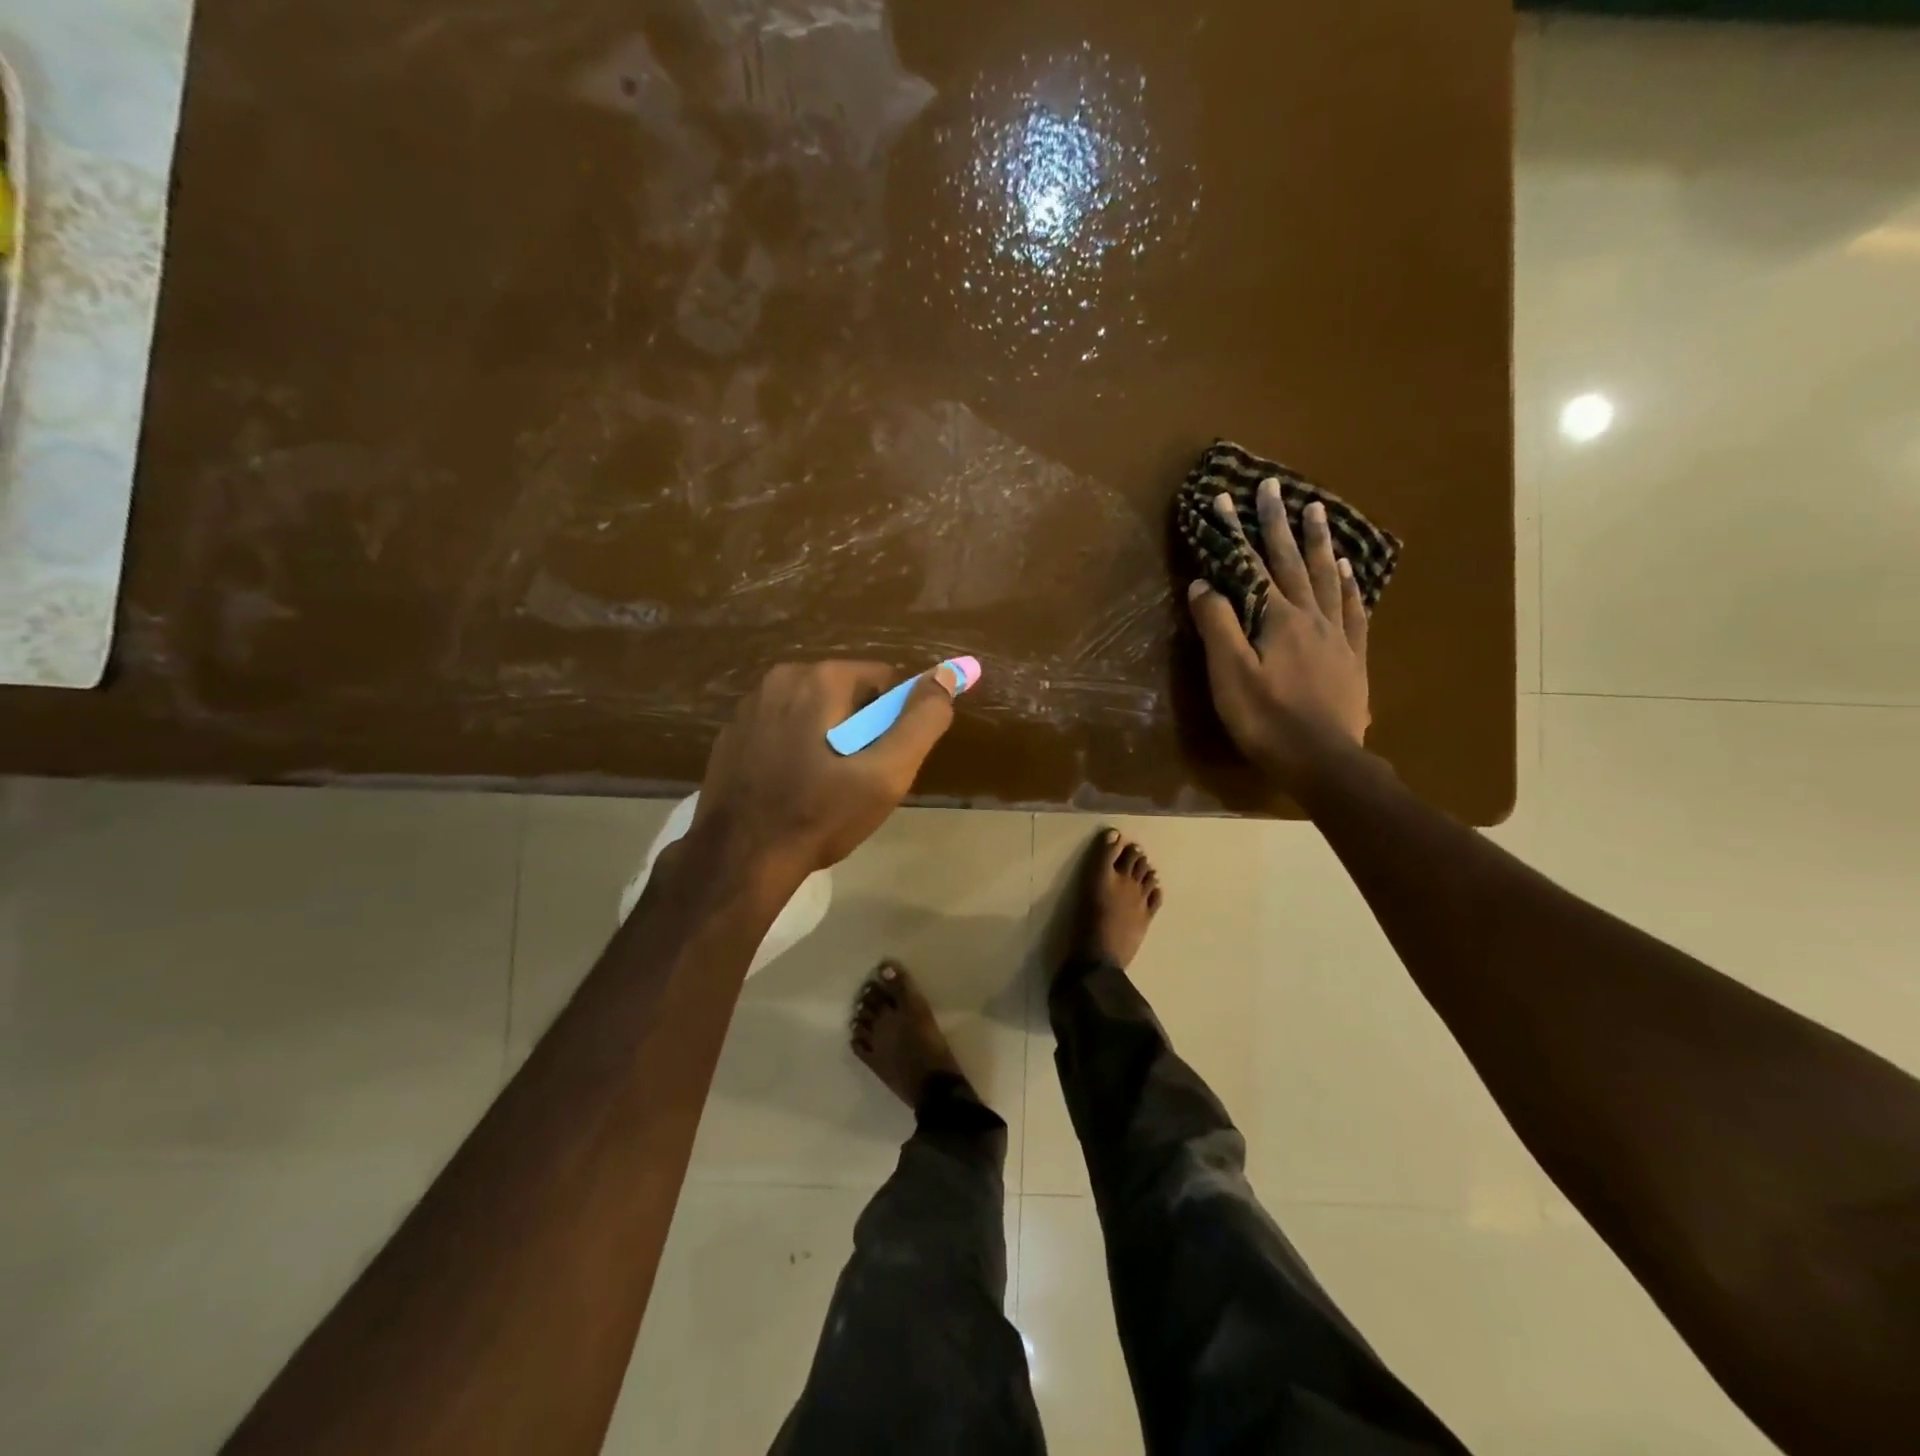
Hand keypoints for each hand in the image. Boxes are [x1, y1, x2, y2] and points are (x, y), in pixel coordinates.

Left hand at [688, 660, 960, 883]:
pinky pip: (782, 729)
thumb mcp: (886, 774)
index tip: (880, 763)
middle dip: (858, 730)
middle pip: (846, 694)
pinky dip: (794, 749)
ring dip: (826, 740)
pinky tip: (790, 789)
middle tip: (854, 780)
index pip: (883, 681)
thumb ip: (922, 720)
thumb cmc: (820, 815)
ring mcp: (749, 706)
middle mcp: (780, 678)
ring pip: (813, 711)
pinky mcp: (731, 734)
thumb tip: (947, 675)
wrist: (739, 859)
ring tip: (822, 789)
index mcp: (819, 678)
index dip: (892, 723)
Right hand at [1187, 482, 1370, 791]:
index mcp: (1277, 619)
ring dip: (1319, 542)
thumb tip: (1205, 584)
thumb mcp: (1230, 674)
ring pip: (1327, 578)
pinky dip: (1350, 585)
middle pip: (1292, 562)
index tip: (1226, 498)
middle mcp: (1310, 616)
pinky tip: (1350, 570)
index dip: (1235, 533)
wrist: (1324, 761)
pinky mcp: (1352, 656)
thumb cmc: (1267, 719)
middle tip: (1274, 487)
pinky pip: (1354, 610)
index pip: (1251, 566)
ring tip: (1316, 510)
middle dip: (1278, 523)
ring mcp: (1336, 635)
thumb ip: (1218, 626)